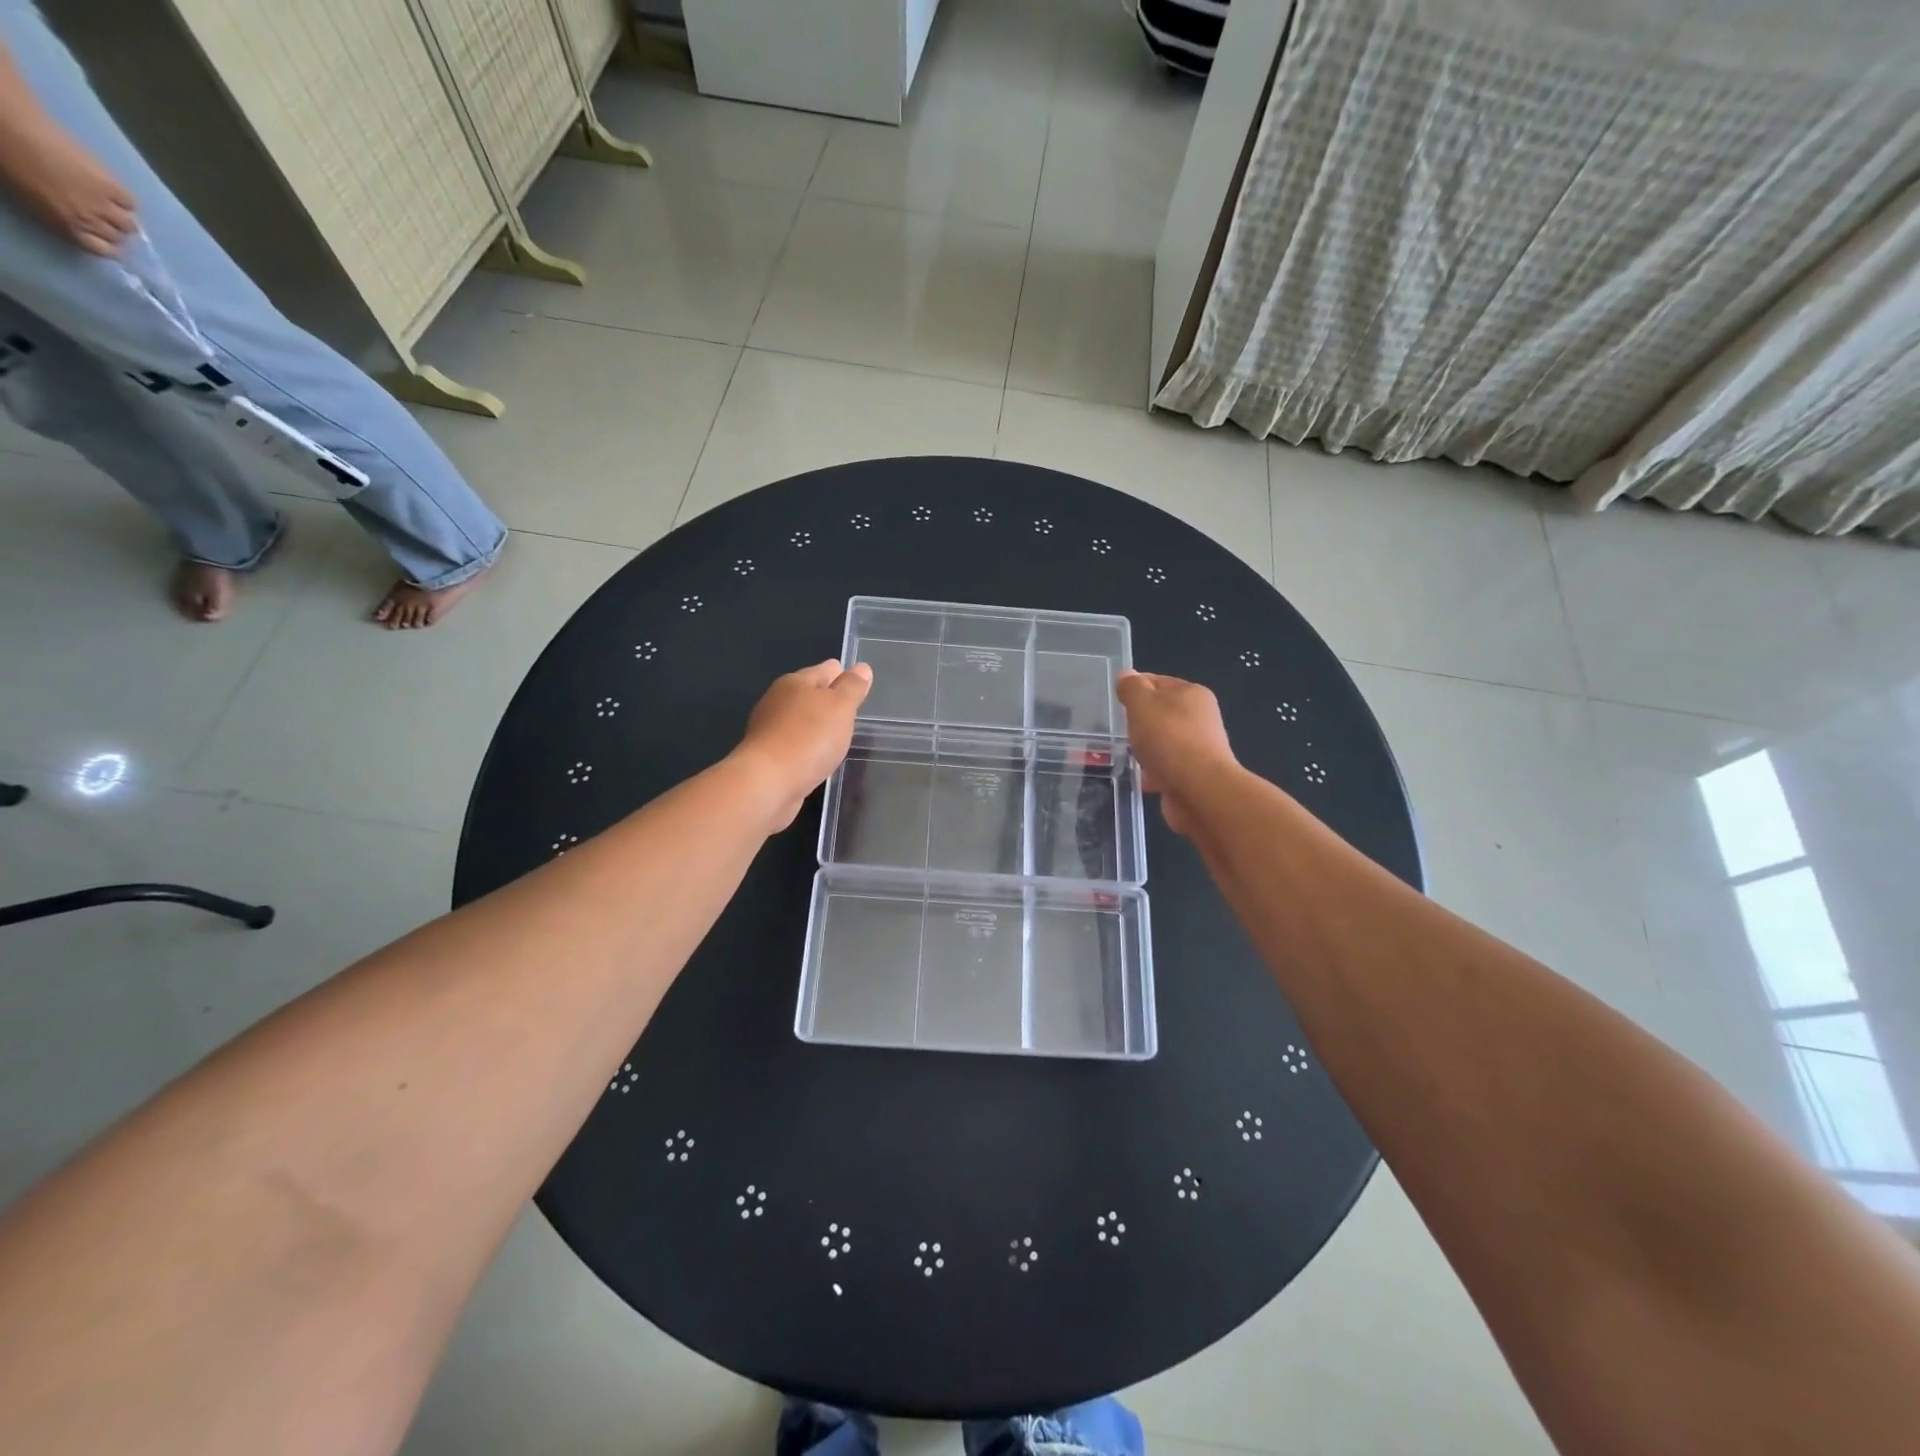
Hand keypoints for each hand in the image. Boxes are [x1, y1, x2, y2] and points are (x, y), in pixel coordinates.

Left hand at [0, 120, 135, 255]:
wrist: (10, 128)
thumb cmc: (8, 161)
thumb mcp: (28, 199)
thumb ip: (57, 215)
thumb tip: (77, 223)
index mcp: (66, 225)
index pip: (103, 250)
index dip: (107, 246)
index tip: (103, 238)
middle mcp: (91, 221)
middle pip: (119, 237)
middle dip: (114, 230)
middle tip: (105, 218)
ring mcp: (105, 203)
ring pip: (129, 224)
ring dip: (122, 218)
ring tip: (111, 205)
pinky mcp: (113, 186)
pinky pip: (130, 203)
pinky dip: (124, 200)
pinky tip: (112, 191)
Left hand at [733, 659, 872, 829]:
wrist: (768, 783)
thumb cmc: (809, 738)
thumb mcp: (840, 707)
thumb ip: (852, 687)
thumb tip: (862, 668)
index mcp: (795, 682)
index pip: (825, 670)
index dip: (843, 674)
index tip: (858, 682)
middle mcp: (778, 701)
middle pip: (809, 694)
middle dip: (828, 699)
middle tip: (850, 709)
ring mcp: (769, 729)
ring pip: (801, 720)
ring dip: (817, 725)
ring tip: (838, 734)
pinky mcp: (767, 757)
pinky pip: (794, 744)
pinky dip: (807, 746)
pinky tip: (818, 757)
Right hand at [1116, 671, 1237, 835]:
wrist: (1200, 791)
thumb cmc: (1169, 739)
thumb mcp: (1142, 704)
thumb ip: (1132, 688)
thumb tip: (1126, 676)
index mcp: (1192, 694)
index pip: (1157, 681)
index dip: (1135, 688)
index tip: (1116, 701)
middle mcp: (1199, 718)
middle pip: (1160, 714)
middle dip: (1139, 722)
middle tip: (1121, 730)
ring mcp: (1198, 748)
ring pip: (1162, 742)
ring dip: (1145, 749)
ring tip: (1128, 756)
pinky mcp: (1193, 775)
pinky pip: (1166, 768)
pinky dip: (1153, 773)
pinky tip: (1141, 778)